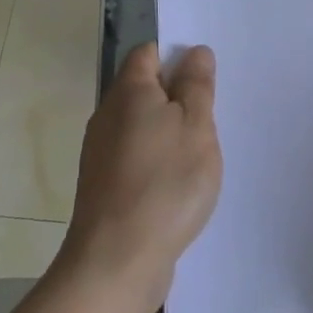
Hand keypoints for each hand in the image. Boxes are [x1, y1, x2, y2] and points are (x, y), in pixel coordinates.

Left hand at [59, 43, 223, 312]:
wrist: (117, 260)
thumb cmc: (165, 183)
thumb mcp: (196, 126)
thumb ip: (197, 86)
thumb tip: (194, 52)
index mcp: (129, 91)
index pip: (148, 53)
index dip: (177, 57)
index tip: (206, 79)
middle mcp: (107, 116)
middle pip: (144, 90)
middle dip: (177, 98)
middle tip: (211, 118)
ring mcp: (101, 153)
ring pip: (141, 127)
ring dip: (169, 134)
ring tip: (200, 155)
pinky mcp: (103, 186)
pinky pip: (135, 158)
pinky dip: (157, 163)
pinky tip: (178, 186)